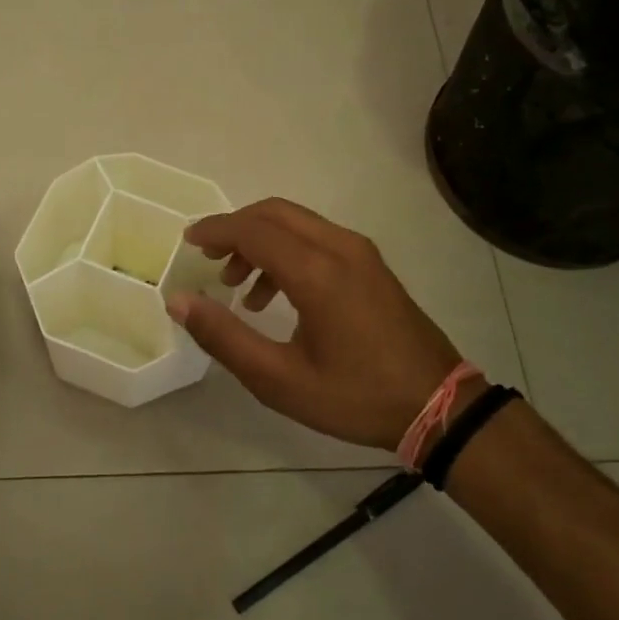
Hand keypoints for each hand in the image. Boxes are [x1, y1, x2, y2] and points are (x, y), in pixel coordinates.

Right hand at [166, 198, 465, 451]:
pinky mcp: (371, 265)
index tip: (187, 243)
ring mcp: (361, 253)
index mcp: (317, 273)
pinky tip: (275, 295)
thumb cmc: (355, 397)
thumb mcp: (279, 380)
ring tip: (237, 285)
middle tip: (207, 257)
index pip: (253, 230)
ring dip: (260, 241)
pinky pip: (317, 239)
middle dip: (235, 228)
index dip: (215, 231)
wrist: (438, 406)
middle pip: (275, 213)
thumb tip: (179, 301)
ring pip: (297, 223)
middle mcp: (340, 248)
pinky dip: (286, 251)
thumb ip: (224, 337)